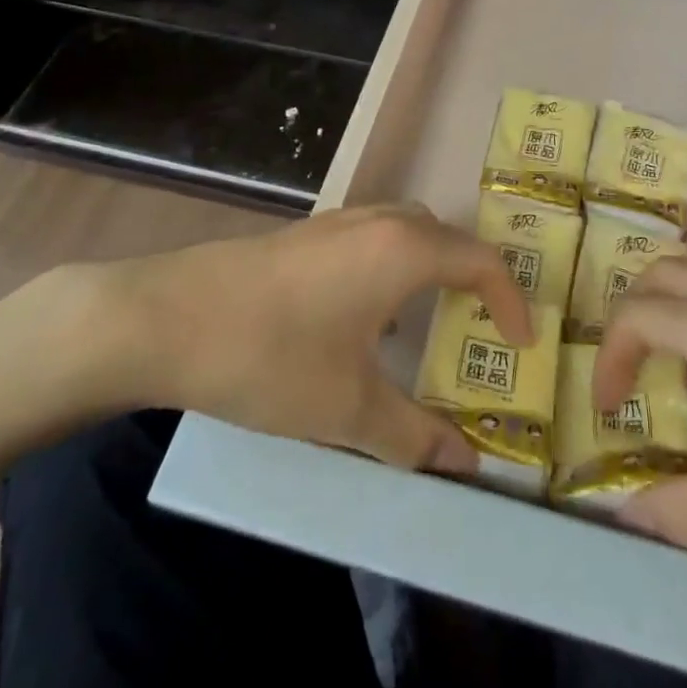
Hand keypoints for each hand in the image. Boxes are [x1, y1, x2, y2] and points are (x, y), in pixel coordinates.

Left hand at [45, 204, 532, 472]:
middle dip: (471, 278)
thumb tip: (465, 466)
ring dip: (428, 270)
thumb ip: (414, 438)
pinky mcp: (303, 234)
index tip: (521, 343)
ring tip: (425, 325)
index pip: (481, 260)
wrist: (164, 318)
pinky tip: (362, 319)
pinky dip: (389, 269)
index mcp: (402, 250)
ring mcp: (335, 222)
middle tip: (478, 328)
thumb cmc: (270, 357)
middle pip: (445, 236)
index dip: (510, 299)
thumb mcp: (348, 409)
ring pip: (404, 232)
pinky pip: (369, 240)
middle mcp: (376, 221)